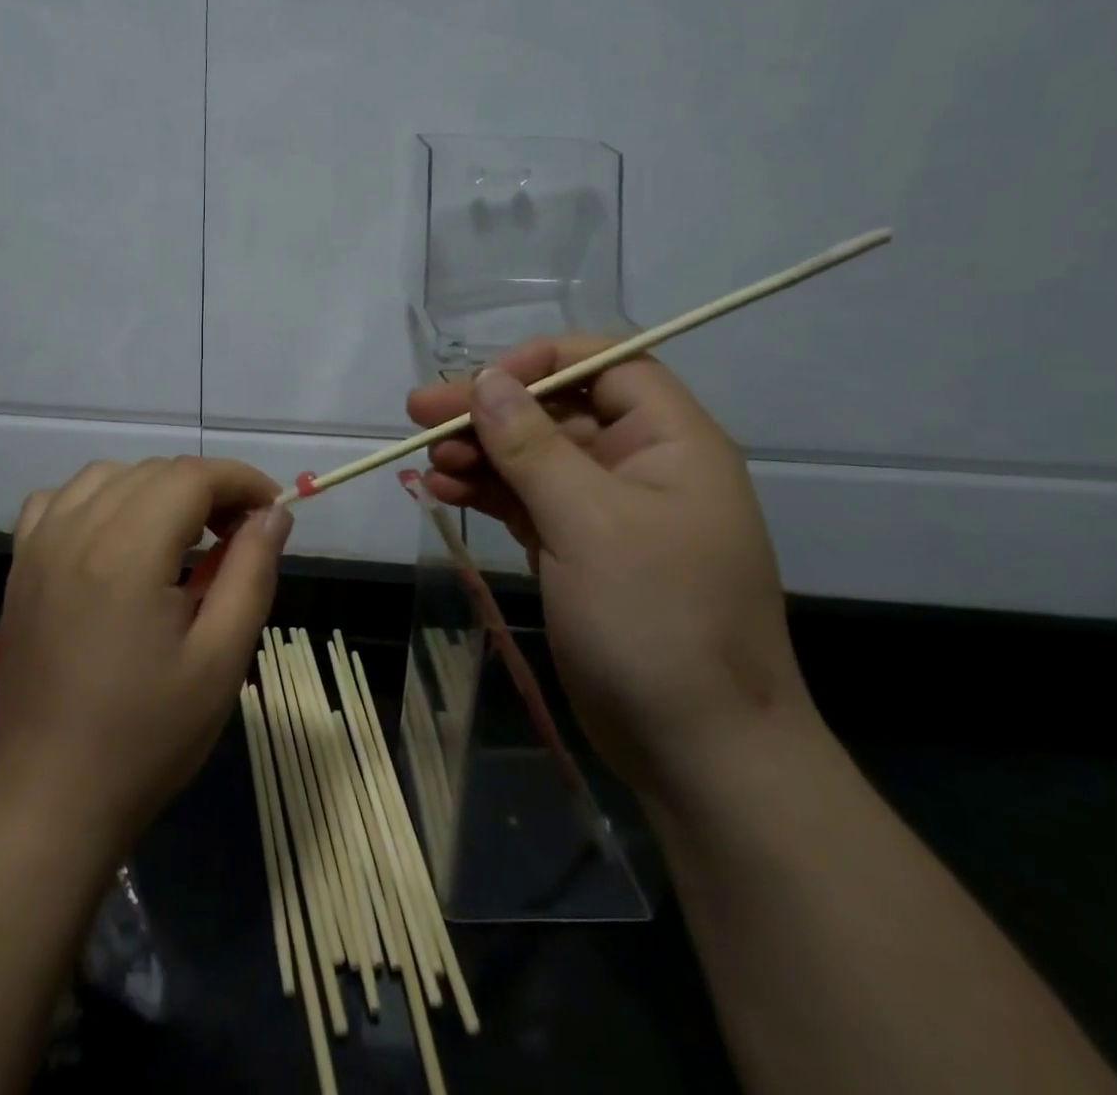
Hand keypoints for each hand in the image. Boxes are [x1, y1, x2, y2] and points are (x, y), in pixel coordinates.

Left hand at [0, 457, 291, 844]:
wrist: (52, 794)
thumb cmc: (148, 734)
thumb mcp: (221, 658)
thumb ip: (251, 572)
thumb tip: (275, 513)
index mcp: (128, 552)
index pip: (194, 477)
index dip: (241, 481)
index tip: (270, 510)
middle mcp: (77, 531)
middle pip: (154, 471)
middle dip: (207, 489)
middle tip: (237, 535)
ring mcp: (40, 545)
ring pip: (108, 476)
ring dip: (155, 490)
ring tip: (183, 537)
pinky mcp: (21, 566)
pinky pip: (59, 500)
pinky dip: (98, 500)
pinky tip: (116, 538)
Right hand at [407, 339, 816, 797]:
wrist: (698, 751)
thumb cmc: (657, 621)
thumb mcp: (591, 523)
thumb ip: (532, 447)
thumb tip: (486, 379)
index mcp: (670, 442)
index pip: (604, 366)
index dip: (538, 364)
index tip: (477, 384)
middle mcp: (640, 465)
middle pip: (556, 411)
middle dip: (489, 410)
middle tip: (418, 414)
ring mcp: (606, 511)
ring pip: (533, 457)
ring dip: (479, 452)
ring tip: (428, 464)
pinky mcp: (578, 550)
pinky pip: (525, 501)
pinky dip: (485, 492)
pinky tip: (444, 492)